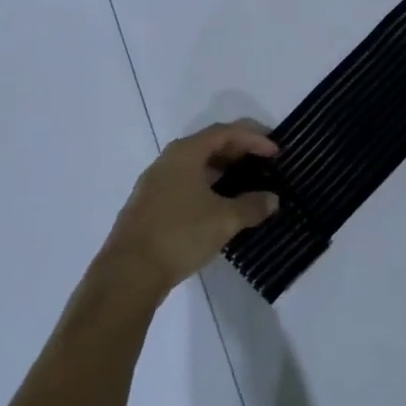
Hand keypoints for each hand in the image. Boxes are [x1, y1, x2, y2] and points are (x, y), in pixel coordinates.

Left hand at [98, 123, 279, 295]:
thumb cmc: (180, 234)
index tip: (276, 152)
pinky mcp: (151, 205)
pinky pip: (186, 184)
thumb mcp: (224, 220)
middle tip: (265, 163)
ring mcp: (156, 183)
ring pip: (196, 166)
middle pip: (209, 145)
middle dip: (239, 151)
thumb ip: (252, 206)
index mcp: (185, 153)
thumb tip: (272, 199)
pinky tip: (221, 205)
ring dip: (224, 171)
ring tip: (248, 183)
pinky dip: (208, 187)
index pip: (225, 132)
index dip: (254, 139)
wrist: (129, 272)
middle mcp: (168, 160)